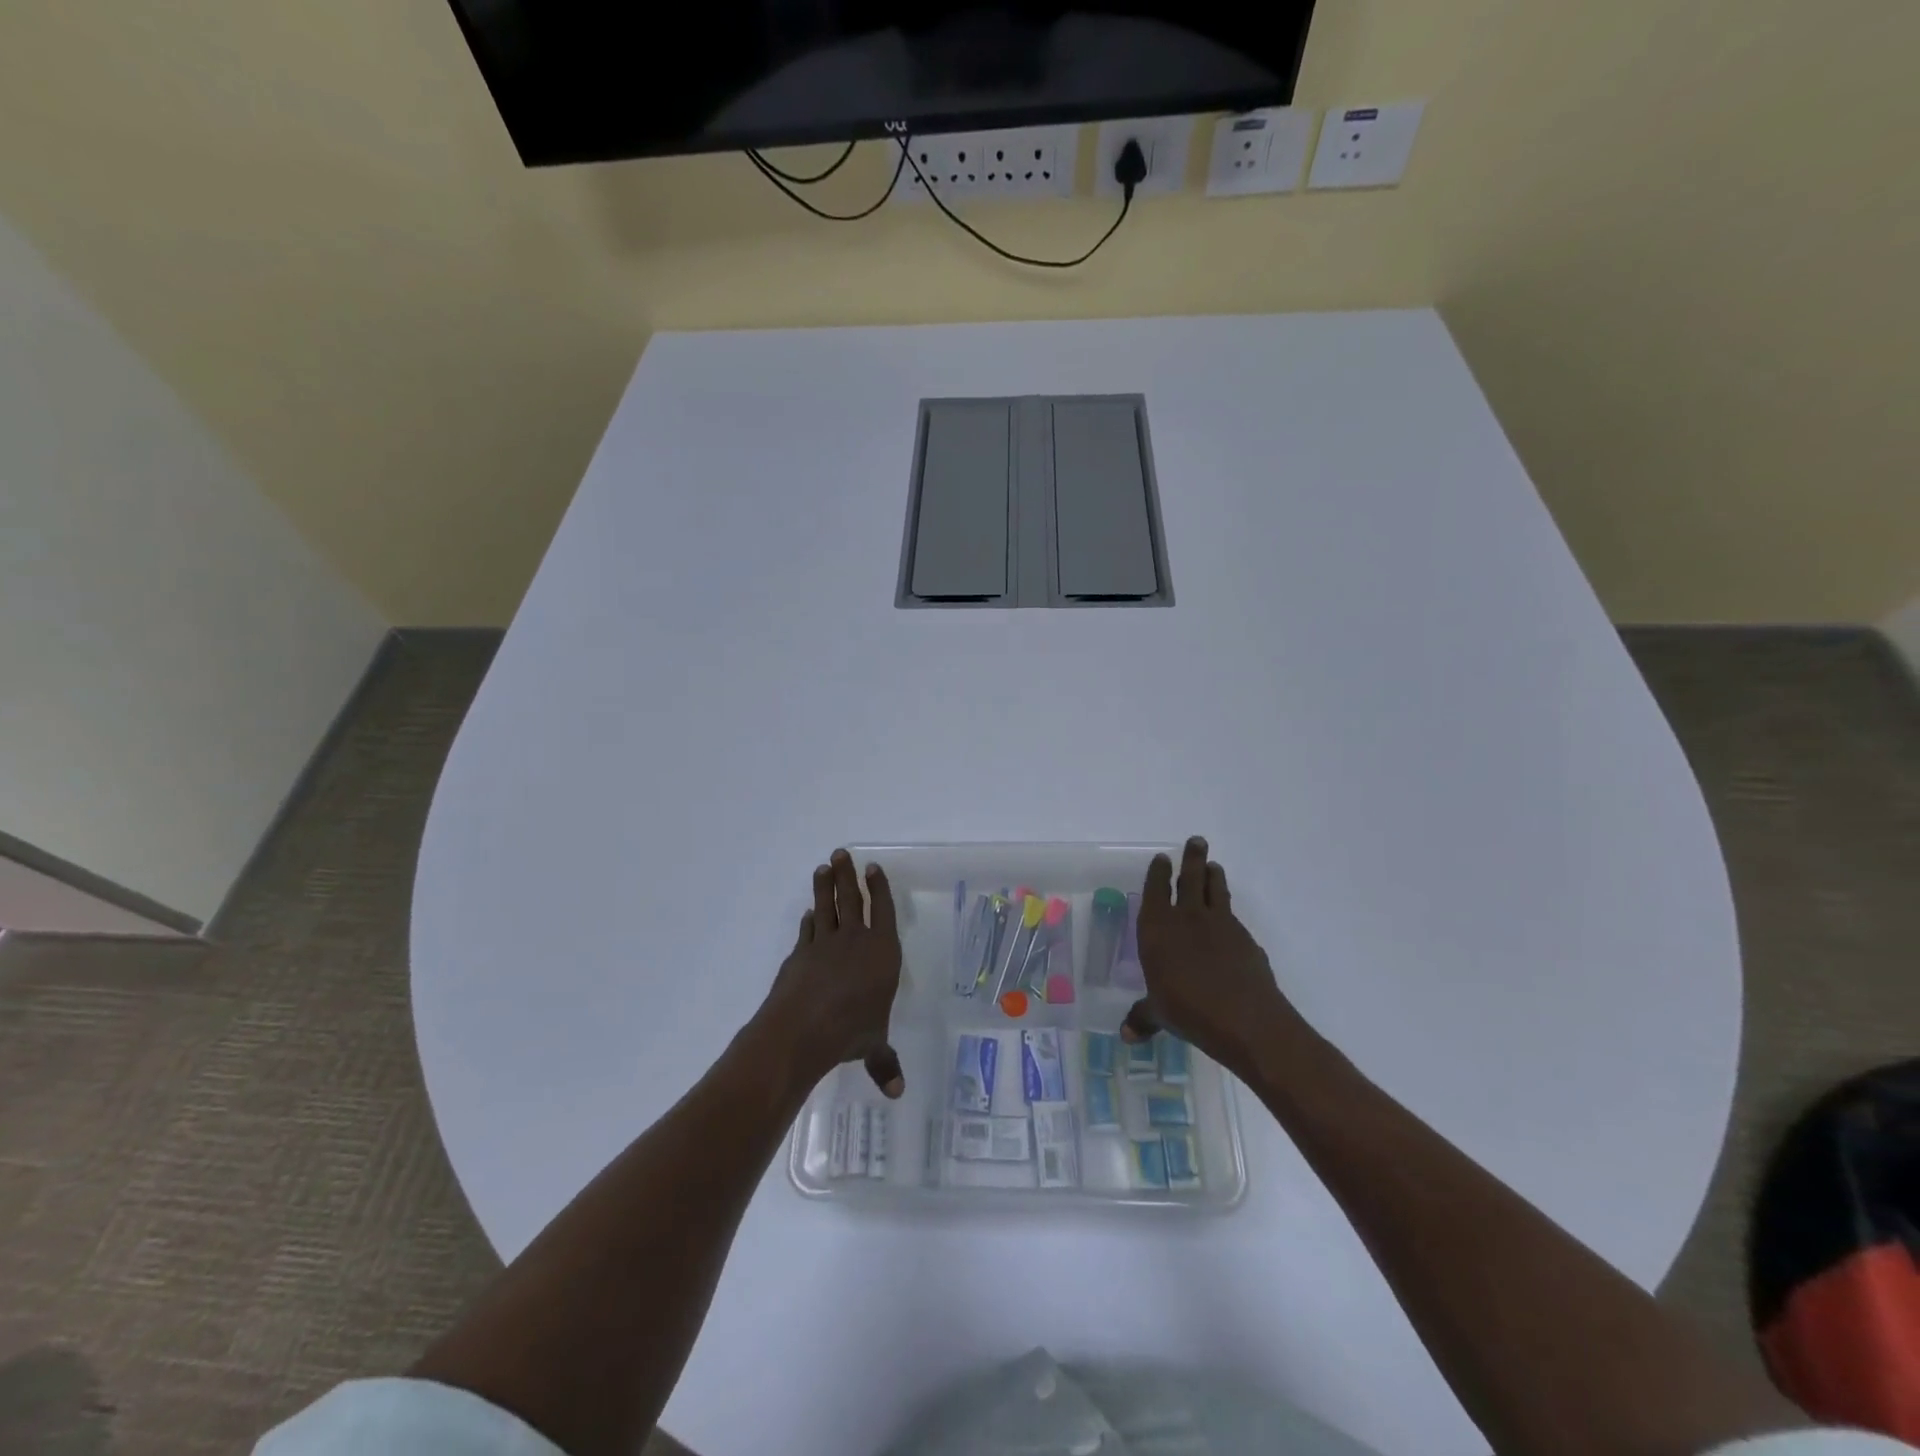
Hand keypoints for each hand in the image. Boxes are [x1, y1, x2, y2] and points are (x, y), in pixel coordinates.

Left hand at [758, 849, 904, 1096]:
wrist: (801, 1029)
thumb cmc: (850, 1032)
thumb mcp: (873, 1046)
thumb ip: (885, 1063)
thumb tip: (898, 1093)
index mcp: (882, 953)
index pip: (883, 910)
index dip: (879, 887)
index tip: (873, 868)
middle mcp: (855, 940)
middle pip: (852, 899)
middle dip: (848, 875)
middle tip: (842, 853)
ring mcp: (824, 944)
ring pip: (827, 906)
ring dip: (825, 886)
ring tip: (824, 866)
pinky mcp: (800, 954)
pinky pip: (807, 930)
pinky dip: (809, 921)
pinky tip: (809, 914)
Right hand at [1121, 837, 1298, 1078]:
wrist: (1246, 1019)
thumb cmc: (1189, 1011)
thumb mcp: (1160, 1015)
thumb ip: (1143, 1017)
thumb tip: (1126, 1035)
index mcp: (1158, 929)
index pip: (1156, 891)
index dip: (1159, 873)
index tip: (1163, 858)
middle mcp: (1187, 918)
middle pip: (1190, 878)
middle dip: (1192, 858)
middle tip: (1197, 841)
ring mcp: (1220, 925)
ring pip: (1215, 890)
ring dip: (1213, 875)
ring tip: (1213, 865)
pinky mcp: (1245, 939)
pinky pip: (1233, 917)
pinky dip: (1228, 912)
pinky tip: (1229, 920)